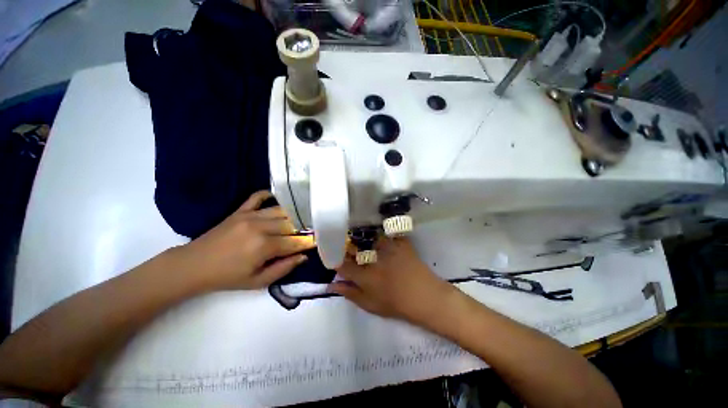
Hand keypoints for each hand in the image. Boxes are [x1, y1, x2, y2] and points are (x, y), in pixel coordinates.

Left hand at [172, 191, 315, 290]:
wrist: (193, 265)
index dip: (309, 242)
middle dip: (304, 228)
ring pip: (281, 210)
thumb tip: (303, 256)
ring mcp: (249, 216)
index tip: (319, 241)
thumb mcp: (258, 282)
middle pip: (291, 224)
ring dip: (293, 215)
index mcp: (265, 246)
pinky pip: (257, 197)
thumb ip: (283, 268)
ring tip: (301, 219)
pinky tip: (277, 199)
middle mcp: (260, 227)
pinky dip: (269, 195)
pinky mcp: (240, 210)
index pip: (295, 241)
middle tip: (311, 230)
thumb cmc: (227, 277)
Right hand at [329, 238, 454, 322]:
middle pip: (354, 248)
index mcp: (364, 275)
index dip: (336, 260)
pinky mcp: (399, 242)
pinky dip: (382, 234)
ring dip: (363, 239)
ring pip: (369, 237)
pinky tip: (381, 237)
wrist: (425, 296)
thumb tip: (331, 285)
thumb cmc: (396, 304)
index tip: (335, 258)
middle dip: (348, 247)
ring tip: (363, 240)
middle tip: (348, 249)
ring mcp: (388, 248)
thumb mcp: (370, 304)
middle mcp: (373, 258)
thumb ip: (350, 293)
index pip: (342, 264)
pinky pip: (387, 233)